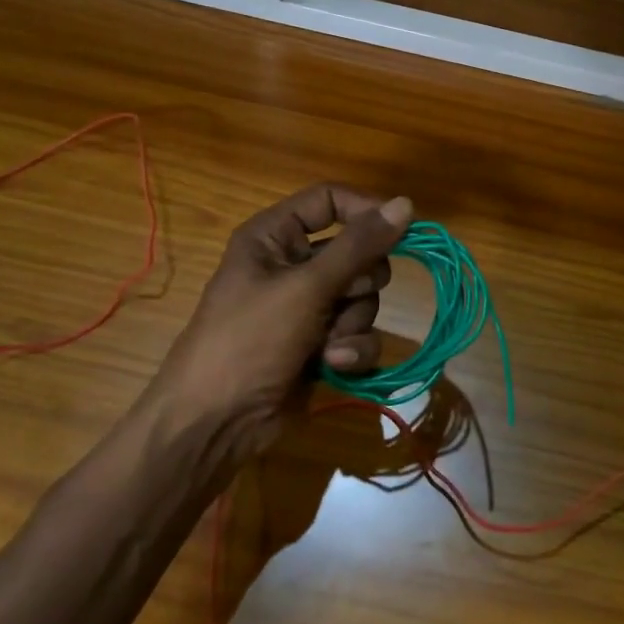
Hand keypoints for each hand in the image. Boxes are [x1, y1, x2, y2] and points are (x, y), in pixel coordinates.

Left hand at [140, 184, 412, 456]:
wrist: (217, 422)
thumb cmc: (250, 340)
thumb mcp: (306, 287)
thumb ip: (359, 245)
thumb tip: (406, 203)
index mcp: (275, 236)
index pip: (330, 200)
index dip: (365, 211)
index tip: (400, 230)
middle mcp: (294, 265)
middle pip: (357, 252)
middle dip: (358, 283)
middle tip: (342, 298)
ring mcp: (309, 306)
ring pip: (364, 297)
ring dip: (352, 323)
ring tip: (327, 346)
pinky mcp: (322, 343)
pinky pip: (359, 332)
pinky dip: (351, 349)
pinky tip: (333, 366)